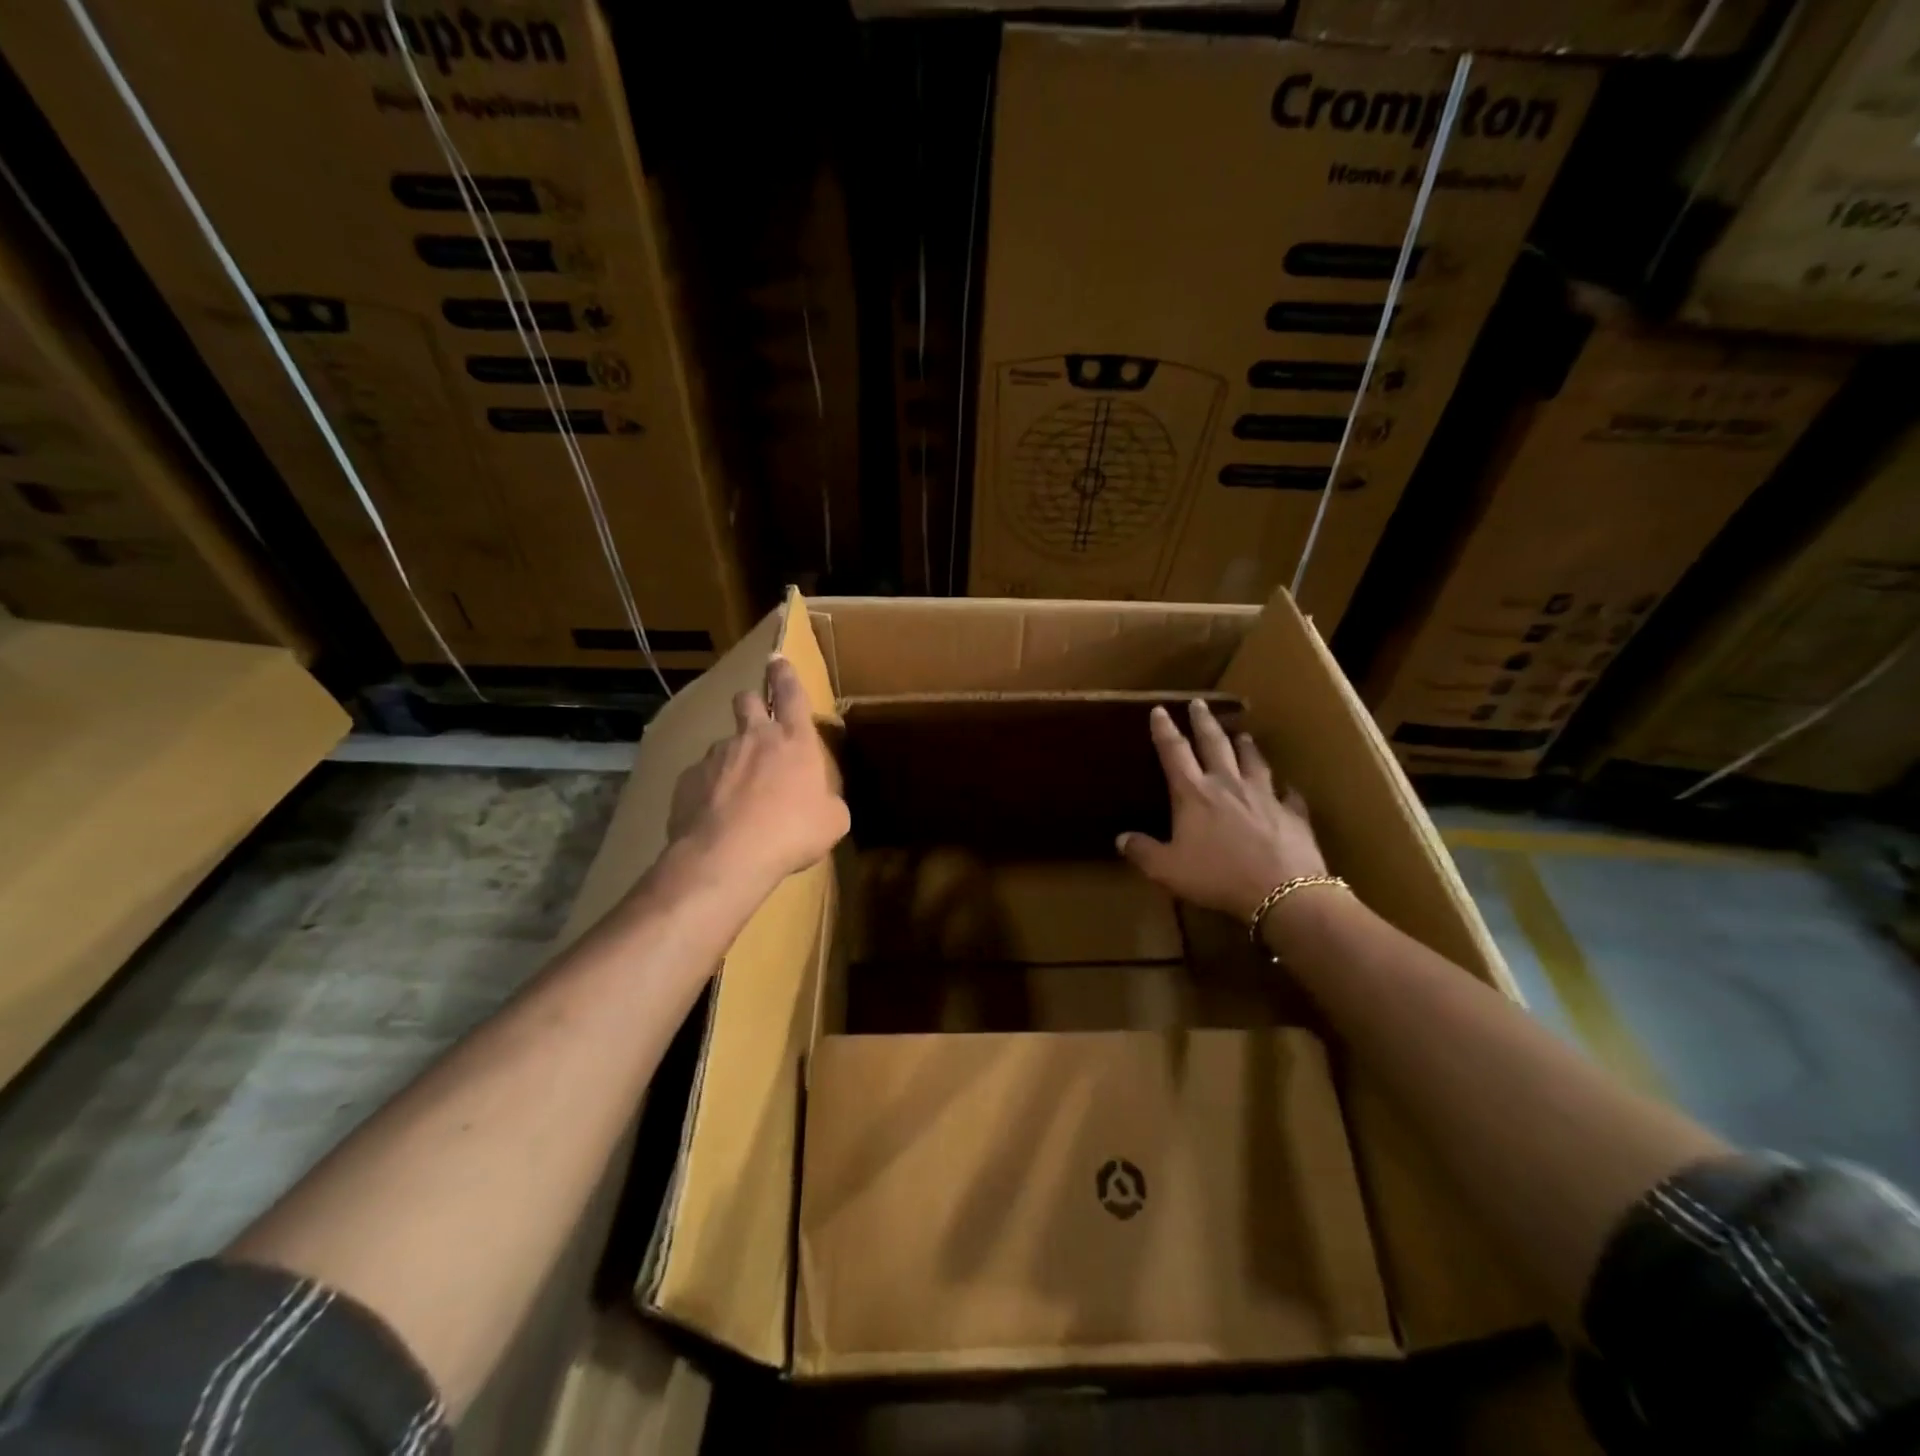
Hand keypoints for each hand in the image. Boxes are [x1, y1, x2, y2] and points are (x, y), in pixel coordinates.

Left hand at [667, 656, 849, 888]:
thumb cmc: (792, 832)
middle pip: (748, 701)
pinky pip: (701, 777)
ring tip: (737, 793)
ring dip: (732, 758)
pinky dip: (710, 790)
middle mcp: (753, 738)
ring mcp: (716, 756)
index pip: (791, 693)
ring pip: (724, 744)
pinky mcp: (687, 780)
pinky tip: (715, 816)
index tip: (777, 659)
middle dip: (753, 703)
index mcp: (794, 741)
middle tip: (757, 717)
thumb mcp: (832, 821)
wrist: (728, 856)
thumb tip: (824, 804)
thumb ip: (828, 803)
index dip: (786, 675)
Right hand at [1117, 700, 1326, 920]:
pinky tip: (1287, 787)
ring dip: (1245, 746)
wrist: (1282, 891)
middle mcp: (1228, 784)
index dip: (1164, 730)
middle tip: (1200, 703)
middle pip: (1214, 744)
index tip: (1160, 710)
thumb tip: (1121, 838)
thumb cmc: (1217, 876)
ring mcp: (1264, 796)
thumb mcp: (1168, 870)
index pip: (1174, 752)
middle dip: (1204, 722)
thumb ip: (1143, 852)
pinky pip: (1288, 795)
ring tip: (1242, 734)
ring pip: (1253, 761)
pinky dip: (1285, 789)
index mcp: (1194, 794)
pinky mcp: (1292, 814)